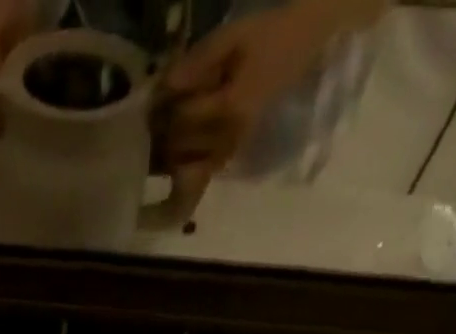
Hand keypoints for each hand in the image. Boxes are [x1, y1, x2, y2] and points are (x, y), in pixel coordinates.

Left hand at [157, 0, 343, 205]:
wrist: (304, 42)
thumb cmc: (267, 34)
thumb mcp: (232, 36)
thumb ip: (198, 62)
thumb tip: (165, 85)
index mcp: (231, 109)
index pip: (182, 120)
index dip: (163, 110)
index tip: (154, 98)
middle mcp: (229, 139)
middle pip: (179, 147)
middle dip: (161, 134)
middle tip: (151, 119)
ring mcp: (229, 152)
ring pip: (184, 166)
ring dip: (166, 155)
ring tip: (158, 136)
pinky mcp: (228, 157)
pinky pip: (197, 177)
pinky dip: (180, 173)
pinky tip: (169, 166)